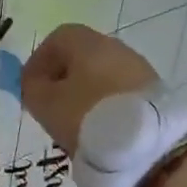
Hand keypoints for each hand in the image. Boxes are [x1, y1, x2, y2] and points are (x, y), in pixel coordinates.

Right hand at [21, 24, 159, 153]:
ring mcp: (139, 69)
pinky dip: (107, 105)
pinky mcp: (155, 93)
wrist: (148, 147)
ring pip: (102, 75)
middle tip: (52, 105)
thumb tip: (35, 81)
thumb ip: (31, 86)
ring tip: (77, 122)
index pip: (56, 39)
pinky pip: (120, 92)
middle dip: (63, 78)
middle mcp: (116, 47)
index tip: (31, 87)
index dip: (39, 61)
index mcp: (87, 42)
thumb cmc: (87, 116)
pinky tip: (102, 128)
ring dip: (86, 93)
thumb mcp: (44, 103)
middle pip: (81, 56)